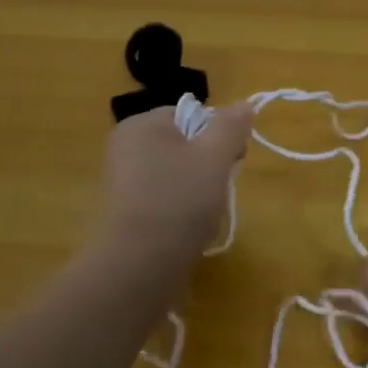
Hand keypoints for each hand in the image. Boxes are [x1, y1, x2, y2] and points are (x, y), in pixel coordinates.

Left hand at [100, 101, 253, 250]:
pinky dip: (181, 206)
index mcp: (141, 124)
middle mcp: (126, 146)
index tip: (234, 160)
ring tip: (205, 210)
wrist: (143, 262)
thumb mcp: (214, 156)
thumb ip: (231, 126)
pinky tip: (190, 224)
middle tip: (219, 187)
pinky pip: (164, 195)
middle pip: (185, 143)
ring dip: (199, 187)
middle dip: (209, 164)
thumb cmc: (180, 199)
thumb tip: (245, 105)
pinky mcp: (127, 209)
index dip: (219, 135)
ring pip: (178, 172)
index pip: (192, 115)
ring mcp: (123, 179)